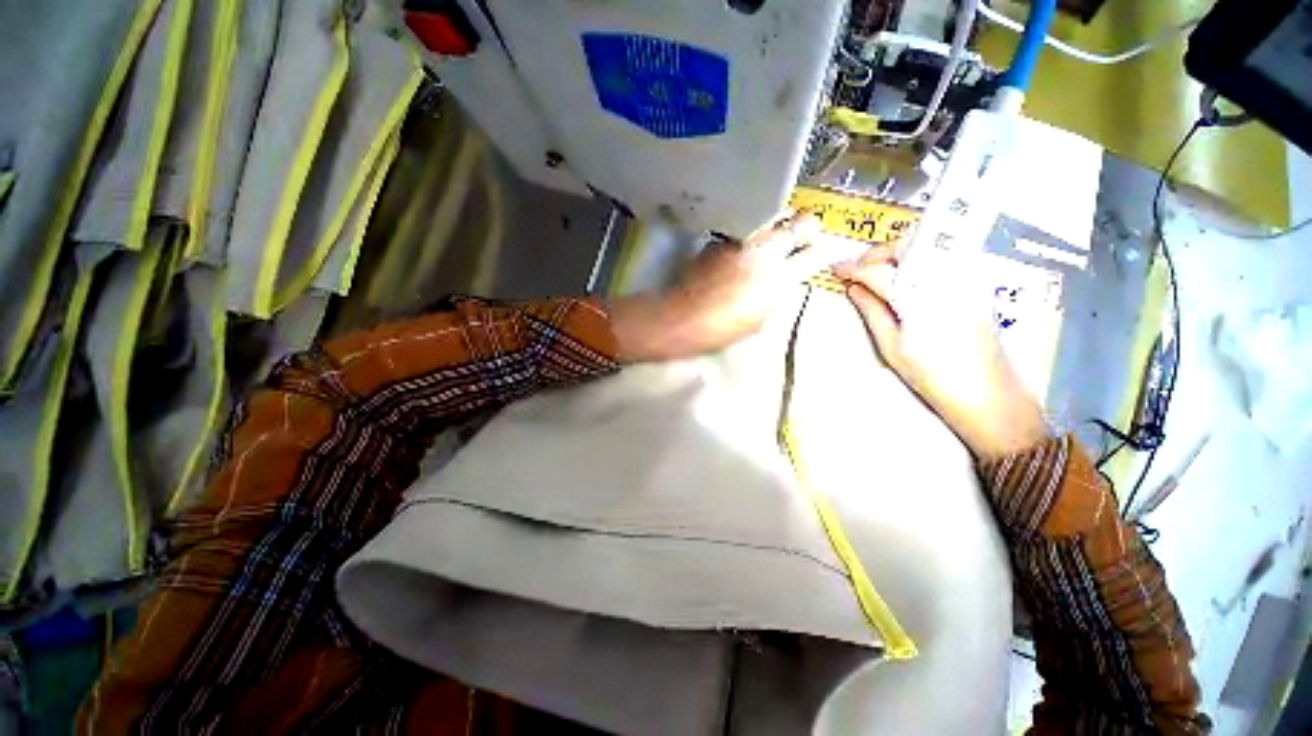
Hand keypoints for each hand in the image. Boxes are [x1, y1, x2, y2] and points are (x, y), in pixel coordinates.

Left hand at [611, 213, 826, 361]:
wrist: (683, 317)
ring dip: (781, 226)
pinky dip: (752, 234)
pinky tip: (745, 247)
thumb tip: (785, 280)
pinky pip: (746, 228)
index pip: (815, 254)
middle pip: (802, 222)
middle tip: (803, 238)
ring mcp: (742, 239)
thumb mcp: (760, 319)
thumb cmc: (723, 329)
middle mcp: (765, 250)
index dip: (825, 252)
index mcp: (779, 277)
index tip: (824, 253)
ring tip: (774, 238)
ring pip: (775, 217)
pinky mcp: (722, 237)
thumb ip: (777, 294)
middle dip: (808, 229)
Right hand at [831, 249, 1047, 459]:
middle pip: (907, 246)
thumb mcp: (891, 346)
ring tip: (876, 271)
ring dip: (896, 252)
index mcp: (919, 297)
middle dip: (876, 253)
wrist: (987, 392)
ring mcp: (965, 276)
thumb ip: (871, 310)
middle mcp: (946, 278)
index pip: (879, 271)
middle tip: (857, 269)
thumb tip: (853, 288)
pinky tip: (905, 274)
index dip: (853, 268)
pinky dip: (917, 258)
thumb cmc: (932, 375)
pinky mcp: (976, 281)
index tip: (835, 268)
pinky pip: (941, 256)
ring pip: (925, 246)